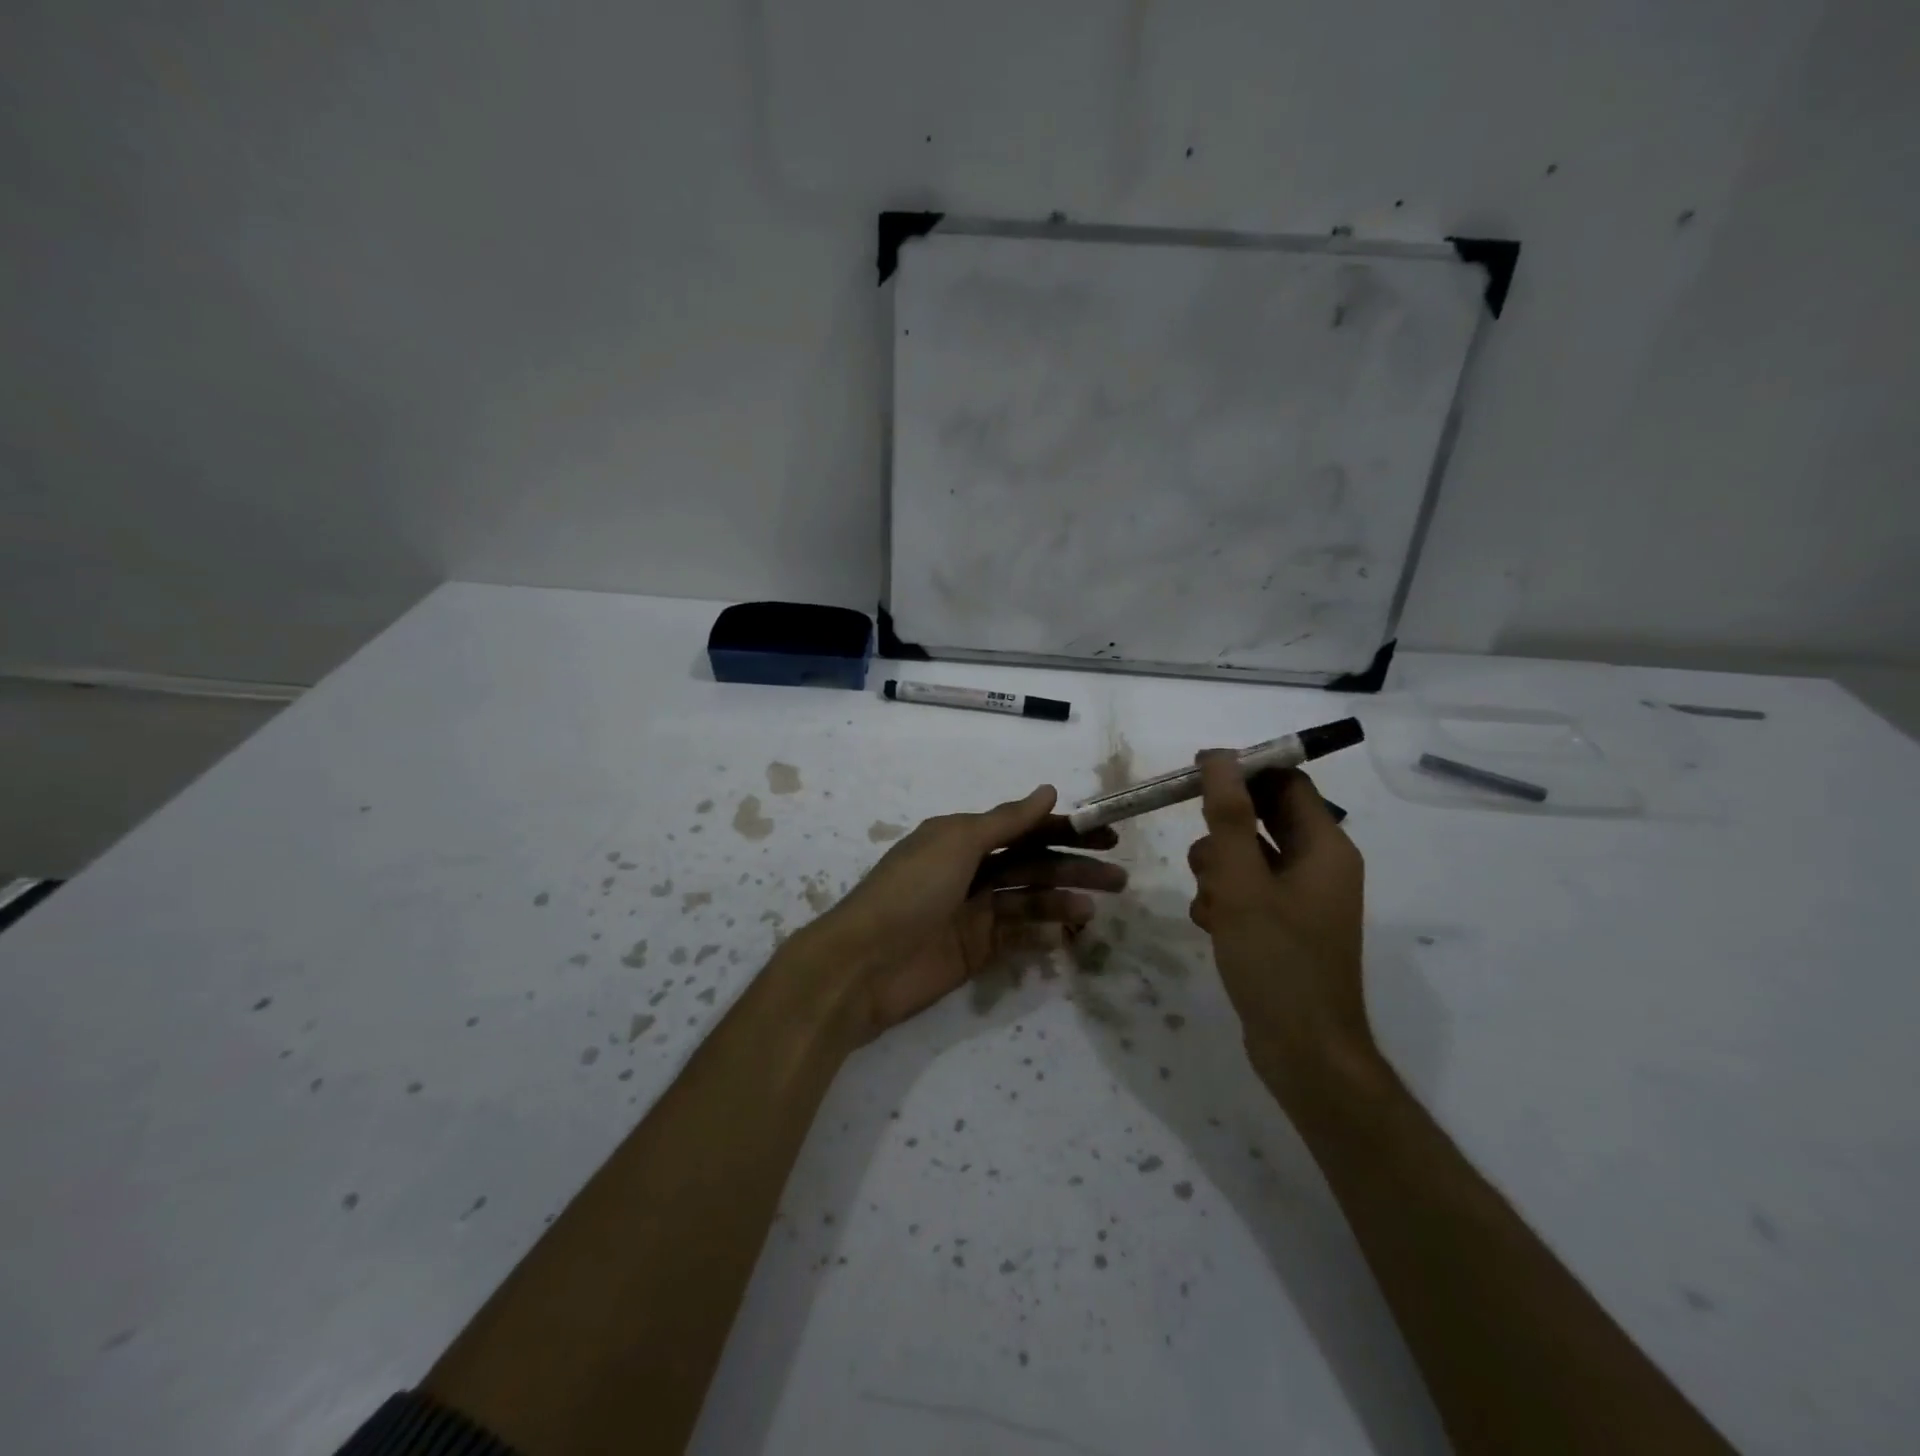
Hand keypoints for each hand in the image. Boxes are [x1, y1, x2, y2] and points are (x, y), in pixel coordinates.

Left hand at [800, 786, 1124, 1041]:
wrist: (863, 965)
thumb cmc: (910, 891)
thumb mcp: (956, 843)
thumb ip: (1006, 821)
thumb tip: (1049, 790)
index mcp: (962, 837)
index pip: (1024, 828)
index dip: (1066, 828)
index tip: (1108, 836)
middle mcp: (970, 870)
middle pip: (1033, 864)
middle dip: (1074, 867)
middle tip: (1119, 878)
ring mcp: (973, 912)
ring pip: (1029, 901)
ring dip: (1062, 902)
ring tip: (1092, 911)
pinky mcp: (975, 951)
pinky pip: (1017, 938)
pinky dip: (1041, 936)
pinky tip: (1065, 937)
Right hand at [1187, 753, 1372, 1096]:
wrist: (1303, 1051)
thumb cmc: (1276, 959)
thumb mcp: (1242, 881)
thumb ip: (1228, 816)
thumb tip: (1220, 757)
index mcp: (1326, 846)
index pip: (1285, 782)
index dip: (1242, 772)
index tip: (1194, 778)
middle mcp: (1320, 865)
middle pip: (1264, 818)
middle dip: (1223, 832)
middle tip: (1201, 857)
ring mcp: (1304, 898)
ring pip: (1249, 856)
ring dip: (1217, 868)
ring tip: (1208, 903)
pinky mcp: (1286, 925)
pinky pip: (1249, 890)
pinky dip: (1225, 898)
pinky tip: (1211, 925)